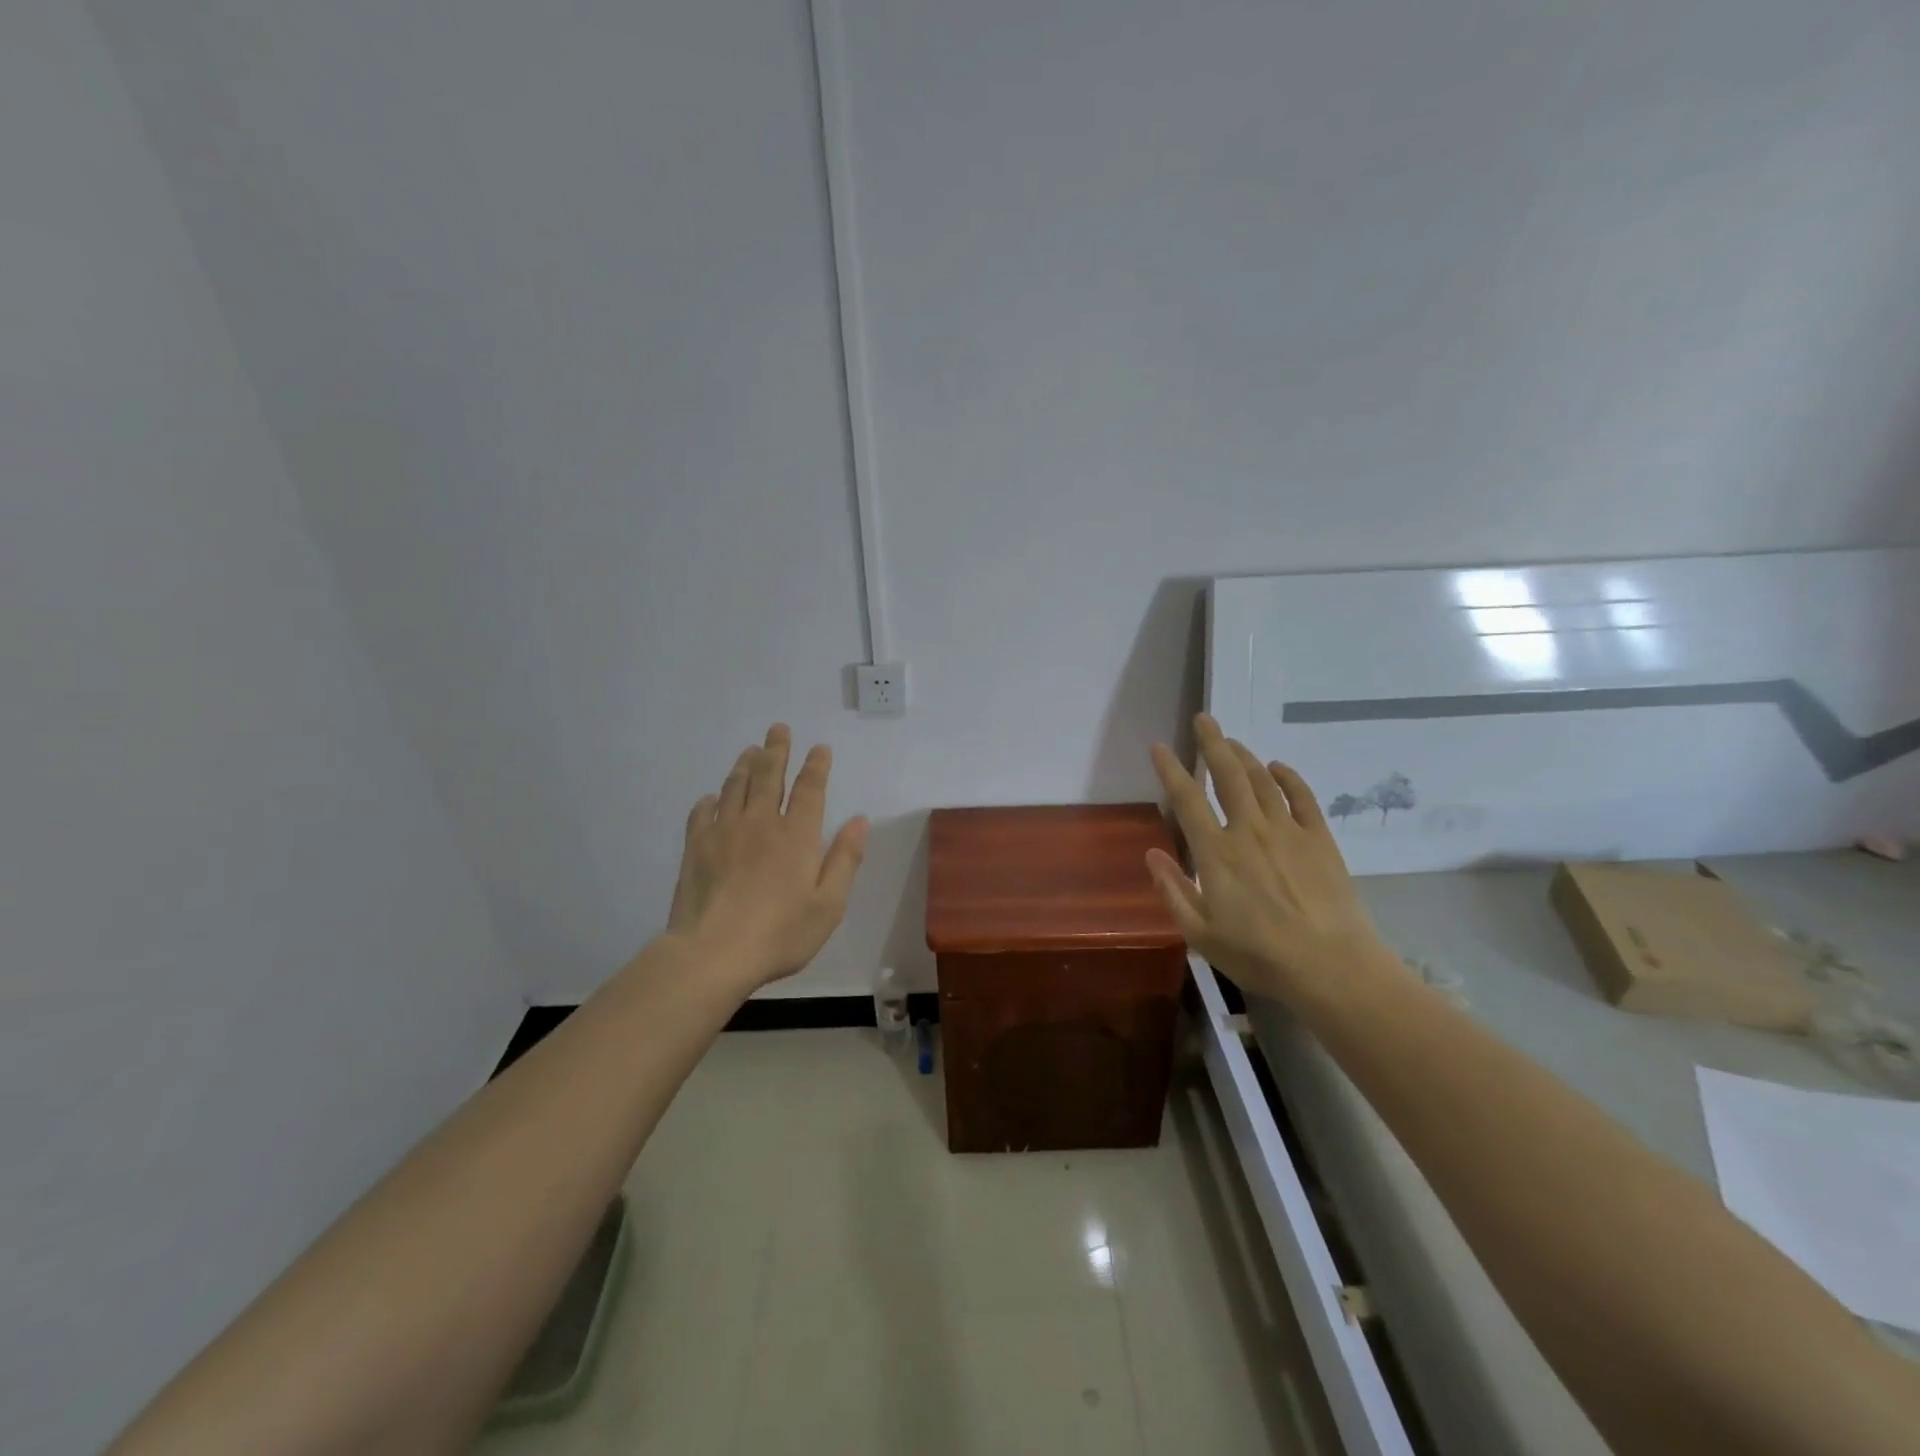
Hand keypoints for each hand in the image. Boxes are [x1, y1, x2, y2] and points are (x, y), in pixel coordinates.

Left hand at [666, 724, 868, 990]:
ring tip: (750, 750)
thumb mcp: (828, 904)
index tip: (819, 747)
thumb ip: (845, 859)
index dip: (816, 766)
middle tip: (778, 729)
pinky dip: (710, 800)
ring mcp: (724, 832)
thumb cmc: (780, 933)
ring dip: (745, 765)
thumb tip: (859, 820)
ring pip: (736, 787)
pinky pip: (702, 814)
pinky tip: (712, 797)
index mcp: (797, 836)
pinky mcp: (695, 848)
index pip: (810, 789)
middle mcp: (761, 823)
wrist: (713, 953)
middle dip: (776, 750)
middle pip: (769, 776)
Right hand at [1147, 715, 1390, 1004]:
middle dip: (1212, 743)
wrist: (1331, 966)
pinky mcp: (1319, 839)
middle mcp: (1249, 830)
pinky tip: (1278, 767)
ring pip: (1261, 780)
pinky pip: (1302, 797)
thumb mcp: (1200, 934)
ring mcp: (1288, 831)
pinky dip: (1288, 777)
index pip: (1187, 799)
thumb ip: (1173, 891)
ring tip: (1232, 740)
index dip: (1170, 770)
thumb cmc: (1259, 955)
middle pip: (1227, 775)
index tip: (1160, 747)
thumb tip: (1152, 854)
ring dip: (1244, 755)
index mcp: (1216, 853)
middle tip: (1203, 719)